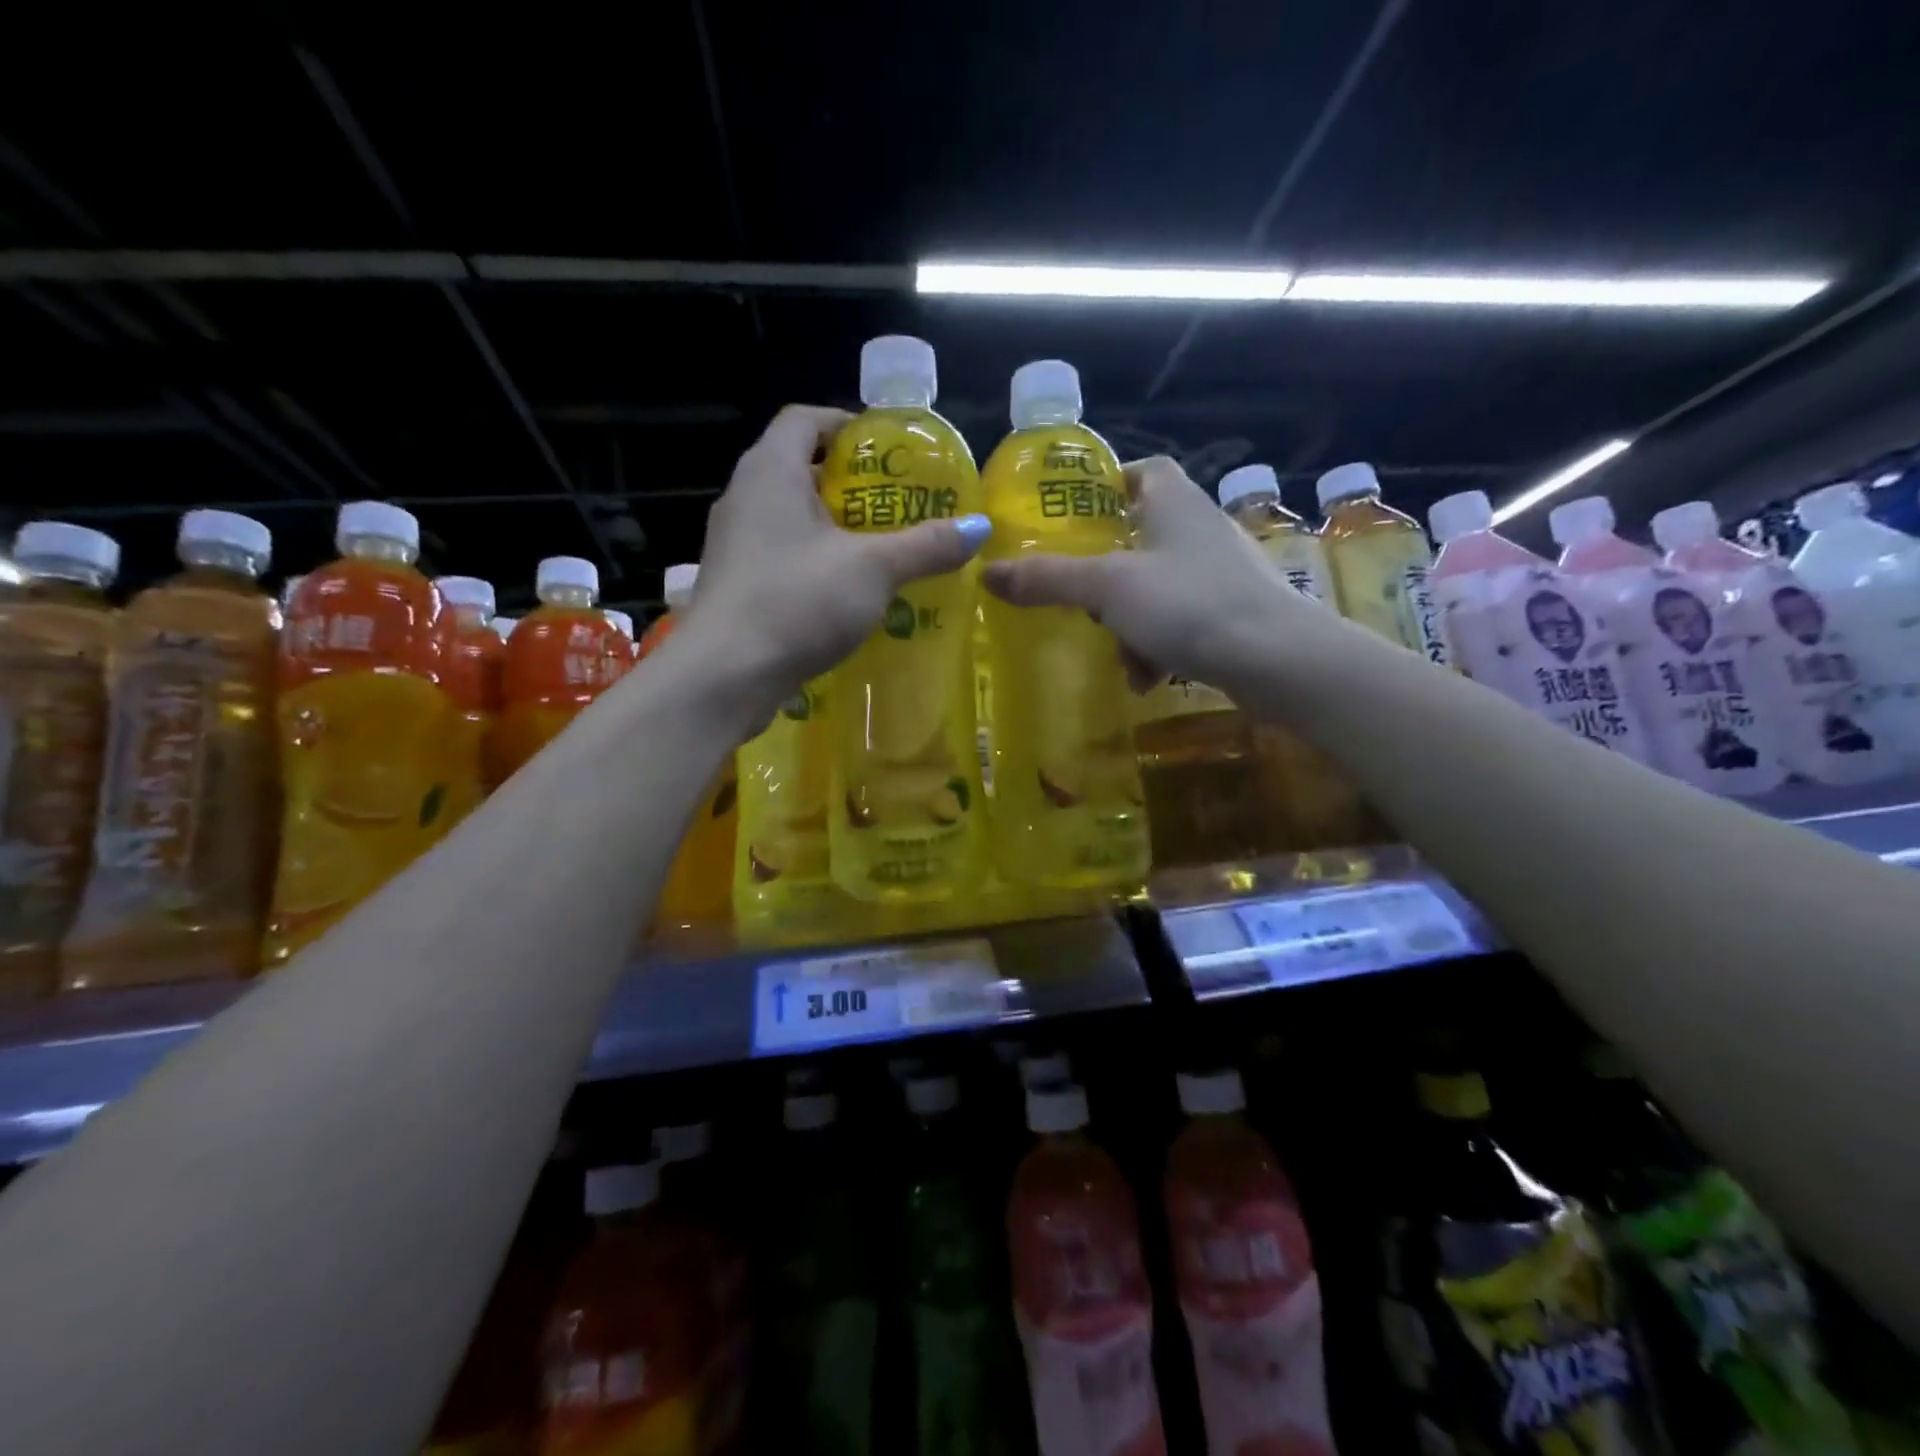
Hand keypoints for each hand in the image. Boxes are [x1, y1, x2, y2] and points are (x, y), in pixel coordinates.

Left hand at [679, 404, 990, 719]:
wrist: (724, 676)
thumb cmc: (796, 602)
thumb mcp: (873, 570)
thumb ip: (926, 546)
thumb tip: (980, 528)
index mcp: (771, 471)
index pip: (805, 419)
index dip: (846, 424)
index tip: (886, 450)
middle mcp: (744, 498)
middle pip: (799, 469)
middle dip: (849, 484)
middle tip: (896, 504)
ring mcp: (734, 545)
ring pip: (790, 519)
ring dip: (833, 529)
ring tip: (881, 549)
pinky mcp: (736, 586)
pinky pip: (782, 558)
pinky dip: (815, 563)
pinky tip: (848, 593)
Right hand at [982, 455, 1310, 696]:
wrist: (1278, 660)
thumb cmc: (1190, 604)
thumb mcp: (1108, 589)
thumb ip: (1049, 579)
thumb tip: (986, 572)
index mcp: (1174, 500)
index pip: (1140, 470)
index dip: (1105, 487)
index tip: (1071, 519)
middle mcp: (1200, 527)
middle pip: (1139, 536)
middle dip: (1105, 575)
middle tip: (1078, 598)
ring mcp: (1220, 571)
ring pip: (1155, 587)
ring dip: (1129, 622)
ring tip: (1119, 657)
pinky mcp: (1233, 612)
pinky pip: (1179, 621)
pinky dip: (1159, 646)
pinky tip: (1148, 678)